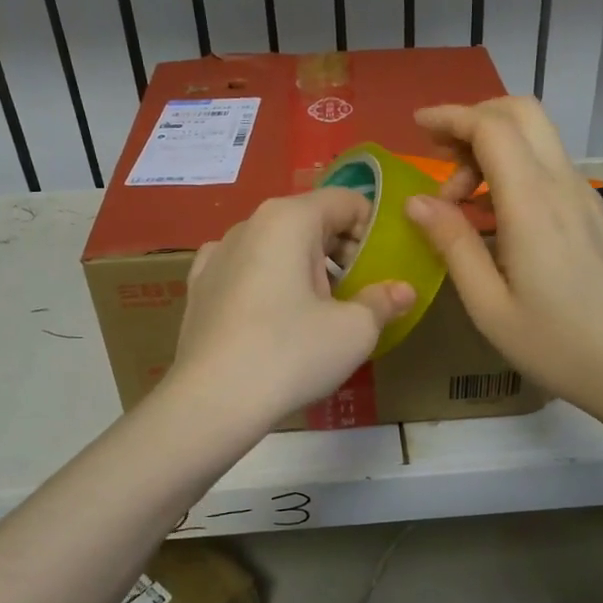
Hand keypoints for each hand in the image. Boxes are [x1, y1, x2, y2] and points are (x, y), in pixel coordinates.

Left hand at [166, 189, 415, 426]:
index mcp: (289, 218)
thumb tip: (404, 290)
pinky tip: (271, 314)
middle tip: (357, 293)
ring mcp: (216, 253)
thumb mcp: (354, 330)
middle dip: (340, 251)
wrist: (211, 401)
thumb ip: (383, 301)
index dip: (374, 230)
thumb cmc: (291, 354)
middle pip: (310, 220)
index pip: (347, 201)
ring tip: (317, 311)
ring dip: (304, 267)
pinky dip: (266, 281)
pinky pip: (245, 269)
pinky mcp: (198, 285)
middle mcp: (249, 223)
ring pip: (276, 245)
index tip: (382, 268)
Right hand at [405, 97, 602, 419]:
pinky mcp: (592, 211)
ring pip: (537, 138)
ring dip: (493, 147)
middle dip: (475, 118)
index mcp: (532, 203)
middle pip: (522, 112)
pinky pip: (548, 167)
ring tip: (460, 200)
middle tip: (440, 154)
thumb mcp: (489, 304)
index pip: (491, 127)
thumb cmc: (557, 343)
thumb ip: (453, 244)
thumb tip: (417, 201)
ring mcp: (583, 195)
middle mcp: (562, 184)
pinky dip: (513, 169)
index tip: (418, 126)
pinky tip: (493, 217)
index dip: (451, 116)